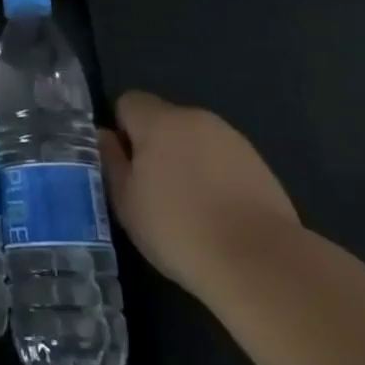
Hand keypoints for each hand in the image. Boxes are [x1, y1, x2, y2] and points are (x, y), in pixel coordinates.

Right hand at [99, 90, 300, 295]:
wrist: (260, 262)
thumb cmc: (178, 228)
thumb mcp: (125, 200)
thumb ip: (111, 161)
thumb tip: (104, 136)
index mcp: (160, 121)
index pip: (129, 102)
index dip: (121, 130)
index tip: (125, 166)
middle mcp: (196, 119)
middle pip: (163, 120)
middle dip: (154, 145)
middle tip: (151, 189)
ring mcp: (233, 140)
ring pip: (194, 140)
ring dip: (185, 160)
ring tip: (187, 206)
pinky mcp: (260, 165)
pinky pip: (221, 160)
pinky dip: (213, 177)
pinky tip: (217, 214)